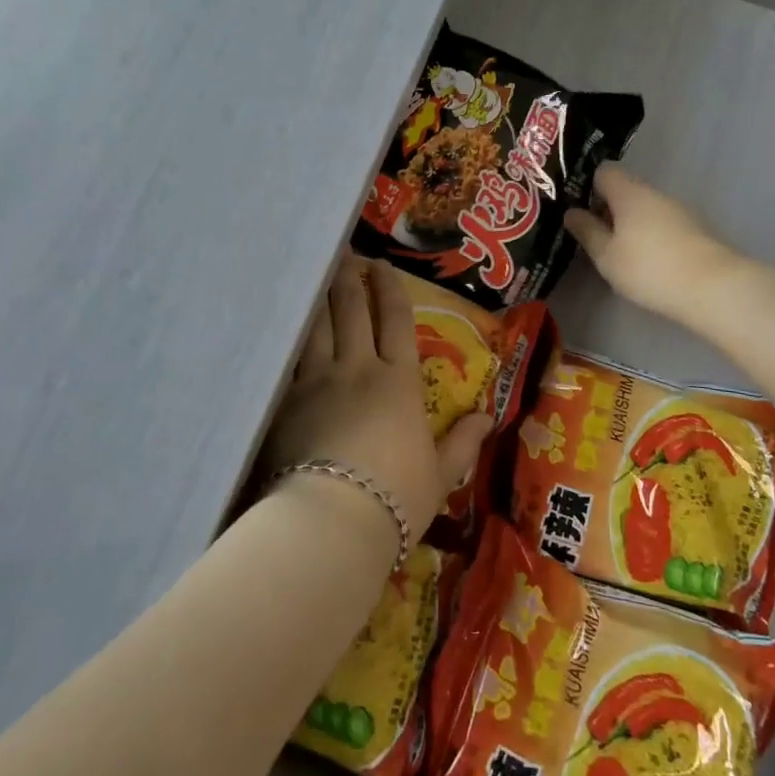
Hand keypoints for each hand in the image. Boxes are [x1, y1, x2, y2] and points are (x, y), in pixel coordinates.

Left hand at [260, 255, 492, 548]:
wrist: (333, 520)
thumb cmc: (396, 498)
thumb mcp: (441, 475)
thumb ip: (463, 442)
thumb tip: (488, 416)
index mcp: (399, 382)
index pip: (396, 321)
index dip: (390, 289)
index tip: (382, 266)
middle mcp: (359, 368)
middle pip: (353, 310)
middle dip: (351, 279)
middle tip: (346, 256)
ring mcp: (319, 380)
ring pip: (318, 324)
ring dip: (320, 296)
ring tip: (316, 275)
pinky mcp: (288, 400)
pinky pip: (290, 355)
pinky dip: (291, 333)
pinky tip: (286, 321)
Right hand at [566, 165, 743, 329]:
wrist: (713, 288)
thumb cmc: (648, 268)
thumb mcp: (606, 254)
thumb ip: (587, 231)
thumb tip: (571, 212)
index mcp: (628, 192)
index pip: (603, 172)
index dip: (586, 186)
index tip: (576, 209)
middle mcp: (654, 193)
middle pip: (624, 190)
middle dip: (606, 209)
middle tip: (590, 236)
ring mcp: (677, 211)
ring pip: (643, 209)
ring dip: (627, 224)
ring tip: (615, 253)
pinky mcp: (693, 231)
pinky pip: (660, 224)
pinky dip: (647, 236)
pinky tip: (643, 261)